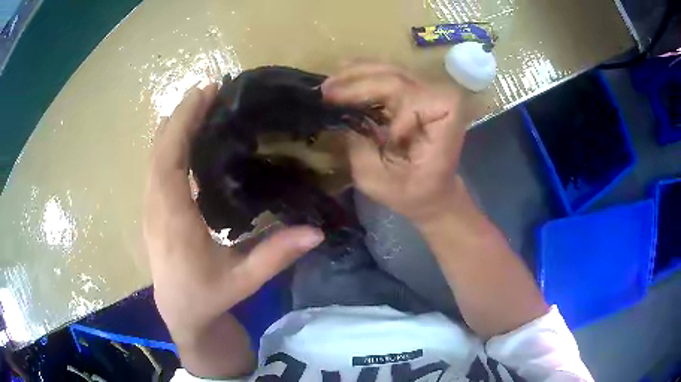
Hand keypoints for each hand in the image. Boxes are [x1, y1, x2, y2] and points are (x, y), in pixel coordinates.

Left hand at [143, 85, 323, 377]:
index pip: (169, 161)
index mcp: (174, 221)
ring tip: (198, 104)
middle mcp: (155, 208)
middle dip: (181, 115)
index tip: (204, 93)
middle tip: (207, 89)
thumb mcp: (243, 281)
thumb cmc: (207, 298)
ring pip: (154, 157)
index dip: (183, 124)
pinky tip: (185, 135)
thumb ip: (276, 255)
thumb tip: (316, 232)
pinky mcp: (151, 210)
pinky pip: (156, 168)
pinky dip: (169, 144)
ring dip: (174, 127)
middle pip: (159, 150)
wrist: (180, 314)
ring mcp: (149, 208)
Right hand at [322, 63, 471, 225]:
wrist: (433, 192)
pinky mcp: (419, 95)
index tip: (361, 124)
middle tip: (326, 89)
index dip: (386, 107)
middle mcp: (442, 102)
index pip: (415, 98)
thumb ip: (358, 149)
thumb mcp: (378, 181)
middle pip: (399, 77)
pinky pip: (391, 76)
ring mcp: (431, 95)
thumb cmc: (411, 193)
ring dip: (358, 72)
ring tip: (331, 82)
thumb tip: (341, 119)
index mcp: (444, 127)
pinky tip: (345, 76)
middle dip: (359, 80)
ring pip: (393, 70)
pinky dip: (366, 75)